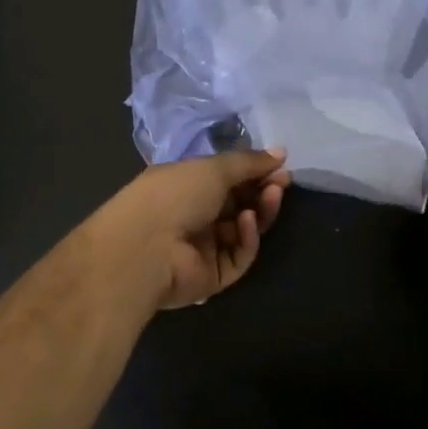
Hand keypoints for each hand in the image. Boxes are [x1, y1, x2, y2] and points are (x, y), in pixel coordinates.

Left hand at [100, 149, 291, 310]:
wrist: (145, 248)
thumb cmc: (174, 195)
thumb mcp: (213, 168)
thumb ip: (249, 162)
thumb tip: (281, 152)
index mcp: (186, 186)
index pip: (226, 178)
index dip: (254, 171)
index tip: (279, 165)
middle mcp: (193, 215)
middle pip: (239, 204)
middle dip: (262, 191)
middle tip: (282, 182)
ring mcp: (203, 248)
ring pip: (243, 230)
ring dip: (259, 211)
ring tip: (272, 195)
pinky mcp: (212, 276)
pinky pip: (238, 255)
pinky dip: (247, 238)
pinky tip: (247, 222)